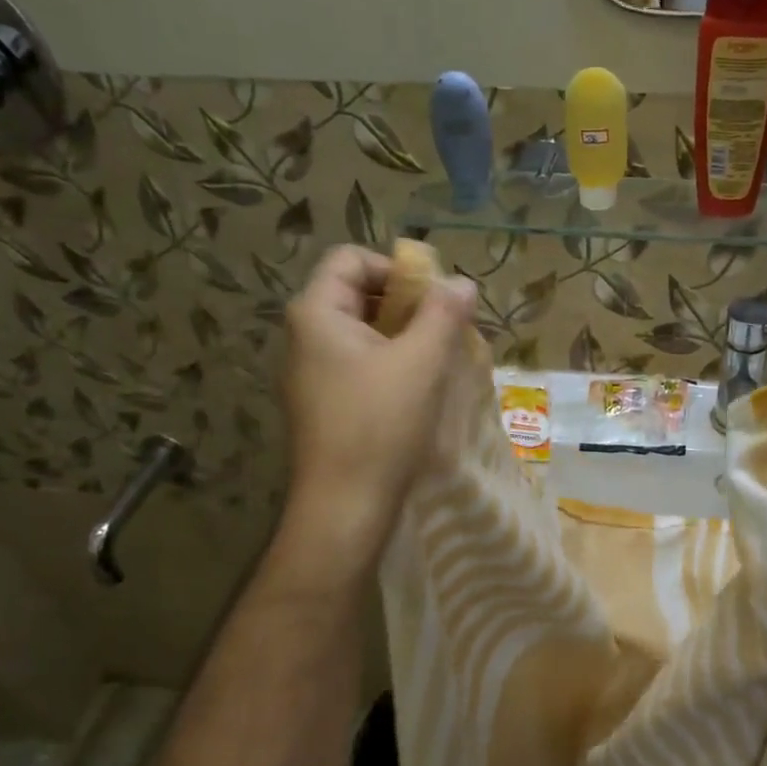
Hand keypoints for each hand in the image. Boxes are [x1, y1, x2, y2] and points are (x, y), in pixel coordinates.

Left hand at [278, 245, 475, 565]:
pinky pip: (359, 366)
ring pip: (362, 334)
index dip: (397, 268)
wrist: (344, 506)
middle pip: (357, 294)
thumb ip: (443, 314)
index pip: (351, 259)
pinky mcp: (323, 405)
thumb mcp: (421, 363)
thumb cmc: (380, 425)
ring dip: (404, 337)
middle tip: (447, 328)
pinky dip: (391, 366)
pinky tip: (419, 391)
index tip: (436, 298)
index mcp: (316, 314)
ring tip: (440, 360)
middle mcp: (304, 337)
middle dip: (407, 304)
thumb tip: (462, 282)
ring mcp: (311, 374)